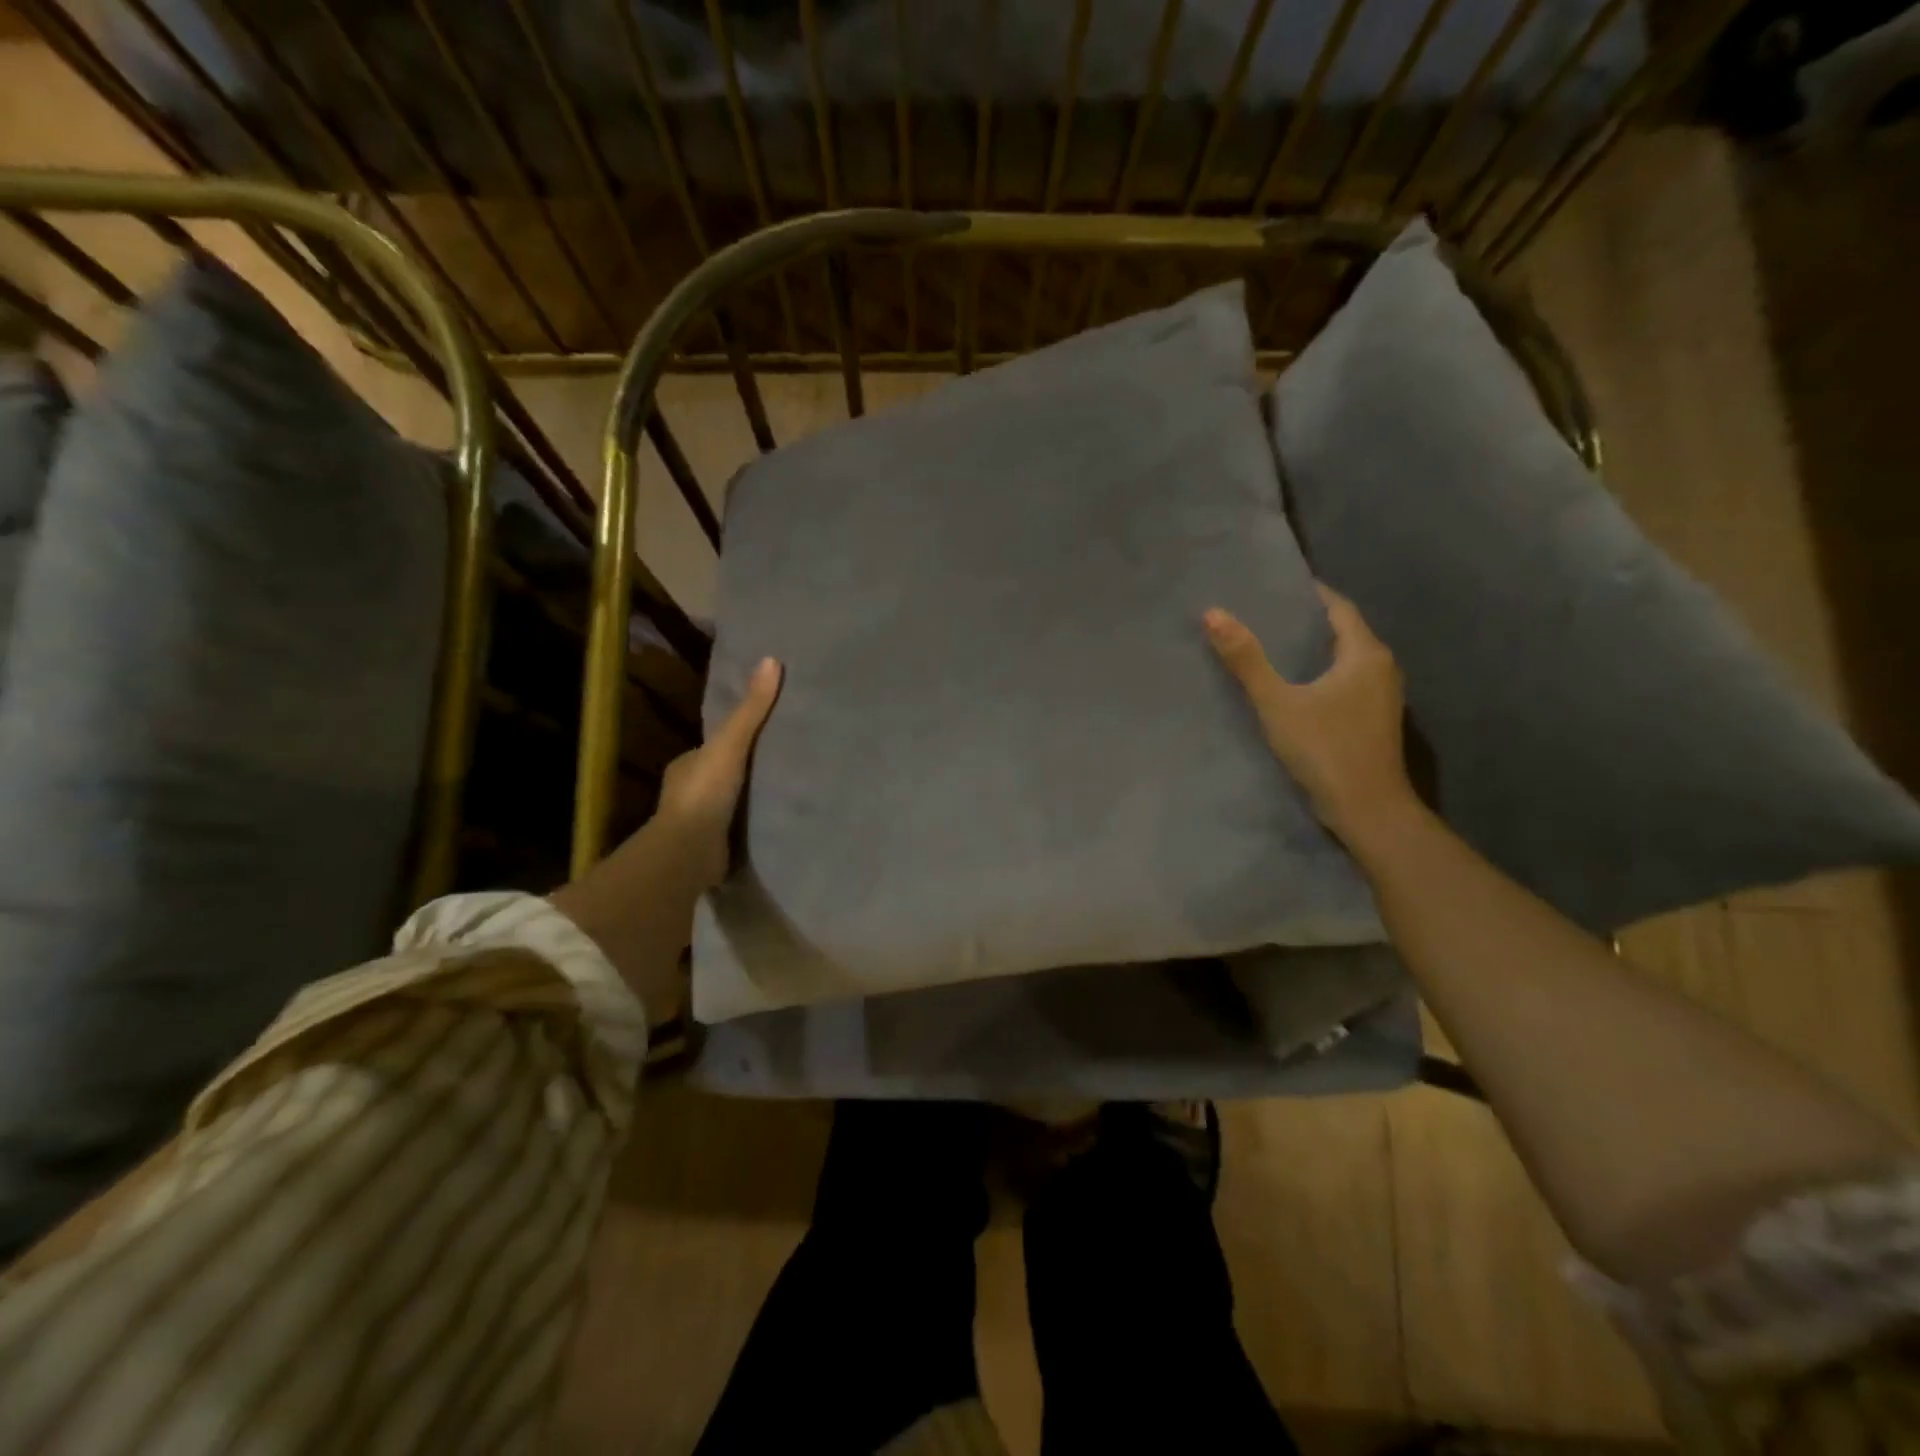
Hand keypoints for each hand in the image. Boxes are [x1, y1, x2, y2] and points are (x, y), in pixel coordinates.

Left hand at [654, 656, 783, 891]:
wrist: (689, 851)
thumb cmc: (705, 792)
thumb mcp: (731, 743)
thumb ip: (752, 710)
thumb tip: (772, 660)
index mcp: (686, 765)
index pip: (712, 746)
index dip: (733, 740)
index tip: (761, 737)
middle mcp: (686, 791)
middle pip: (721, 774)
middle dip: (741, 772)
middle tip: (778, 764)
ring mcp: (697, 823)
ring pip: (726, 804)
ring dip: (746, 800)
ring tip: (782, 793)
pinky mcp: (710, 848)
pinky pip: (733, 830)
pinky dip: (746, 826)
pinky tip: (771, 824)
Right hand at [1204, 586, 1416, 847]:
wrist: (1367, 810)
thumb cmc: (1325, 749)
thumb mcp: (1277, 702)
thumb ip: (1246, 659)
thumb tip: (1213, 613)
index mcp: (1366, 654)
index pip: (1337, 607)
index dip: (1307, 594)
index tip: (1271, 587)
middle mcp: (1382, 668)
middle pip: (1342, 631)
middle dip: (1304, 621)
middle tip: (1260, 614)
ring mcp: (1381, 696)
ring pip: (1343, 659)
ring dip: (1311, 650)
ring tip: (1267, 645)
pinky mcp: (1372, 720)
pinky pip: (1344, 682)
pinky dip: (1318, 675)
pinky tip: (1289, 685)